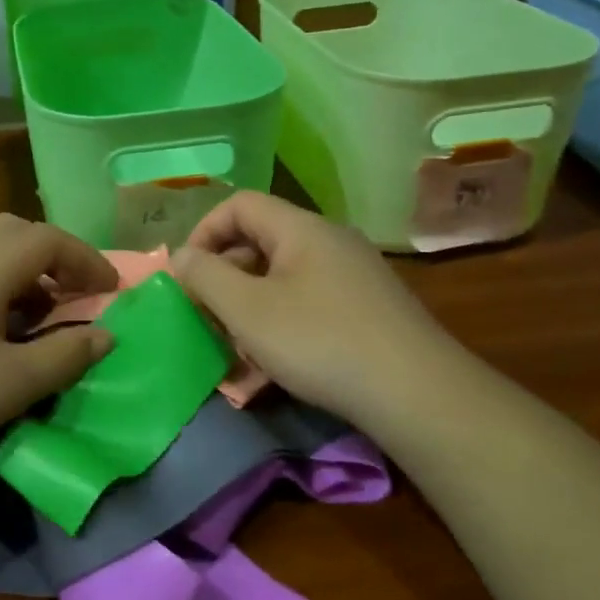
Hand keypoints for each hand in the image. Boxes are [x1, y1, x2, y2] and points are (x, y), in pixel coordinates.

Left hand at [0, 214, 118, 482]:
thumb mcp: (13, 383)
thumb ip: (65, 356)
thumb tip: (105, 334)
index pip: (48, 239)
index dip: (87, 258)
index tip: (113, 290)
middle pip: (14, 233)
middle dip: (54, 257)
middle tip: (75, 295)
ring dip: (25, 277)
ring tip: (42, 322)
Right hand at [171, 191, 461, 424]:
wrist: (418, 395)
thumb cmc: (320, 342)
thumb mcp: (248, 310)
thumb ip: (205, 277)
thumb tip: (181, 256)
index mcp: (301, 229)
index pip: (239, 204)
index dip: (204, 232)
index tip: (187, 275)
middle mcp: (329, 242)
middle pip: (260, 243)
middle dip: (224, 279)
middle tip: (206, 317)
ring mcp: (353, 277)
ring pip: (282, 280)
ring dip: (249, 311)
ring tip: (235, 352)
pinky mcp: (367, 311)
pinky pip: (308, 305)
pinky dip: (281, 328)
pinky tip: (271, 371)